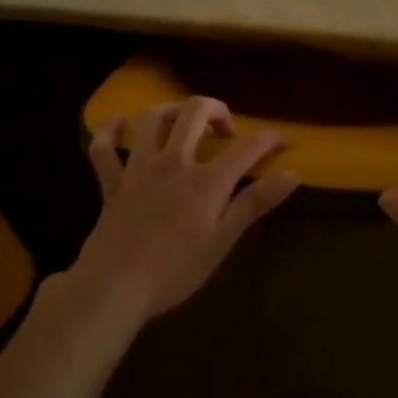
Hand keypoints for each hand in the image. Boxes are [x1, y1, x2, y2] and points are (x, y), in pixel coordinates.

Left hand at [71, 98, 297, 325]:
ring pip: (152, 119)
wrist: (113, 288)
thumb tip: (293, 173)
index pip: (246, 148)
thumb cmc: (174, 271)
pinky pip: (104, 147)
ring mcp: (139, 168)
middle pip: (195, 112)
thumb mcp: (222, 241)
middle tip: (226, 130)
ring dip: (171, 111)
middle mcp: (173, 162)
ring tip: (183, 122)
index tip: (282, 140)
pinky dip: (110, 131)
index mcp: (206, 180)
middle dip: (217, 110)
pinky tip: (120, 124)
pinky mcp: (111, 182)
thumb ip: (254, 203)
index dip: (268, 139)